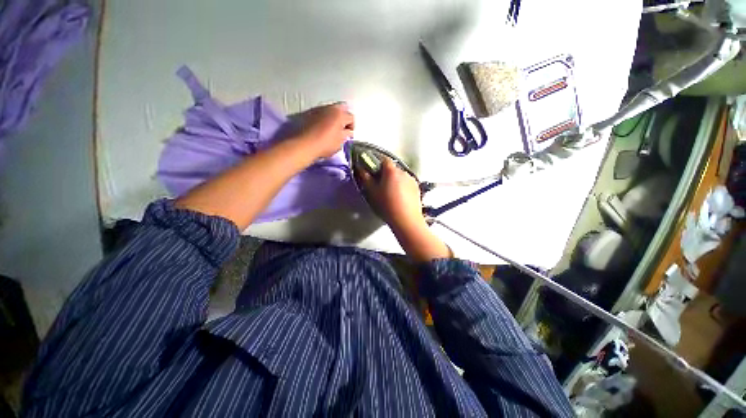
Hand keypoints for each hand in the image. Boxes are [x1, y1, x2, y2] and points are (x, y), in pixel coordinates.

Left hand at [298, 103, 353, 158]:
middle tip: (342, 128)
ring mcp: (319, 109)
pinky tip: (323, 128)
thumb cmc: (326, 143)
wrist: (305, 144)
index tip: (348, 135)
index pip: (351, 117)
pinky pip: (322, 113)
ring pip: (331, 109)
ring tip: (332, 129)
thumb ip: (346, 134)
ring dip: (333, 117)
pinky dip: (325, 118)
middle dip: (344, 117)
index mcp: (340, 114)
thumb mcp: (340, 141)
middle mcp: (330, 107)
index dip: (352, 126)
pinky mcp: (310, 113)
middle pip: (341, 108)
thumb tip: (348, 132)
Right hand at [359, 158, 424, 233]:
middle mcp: (403, 172)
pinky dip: (402, 186)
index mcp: (391, 171)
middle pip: (392, 168)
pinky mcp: (417, 188)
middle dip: (385, 174)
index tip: (372, 170)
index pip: (383, 159)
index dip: (377, 163)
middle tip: (380, 185)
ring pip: (400, 176)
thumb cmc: (387, 205)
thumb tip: (361, 169)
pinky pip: (407, 183)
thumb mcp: (372, 192)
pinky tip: (399, 197)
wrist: (406, 220)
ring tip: (390, 193)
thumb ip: (366, 178)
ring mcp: (412, 180)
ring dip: (394, 180)